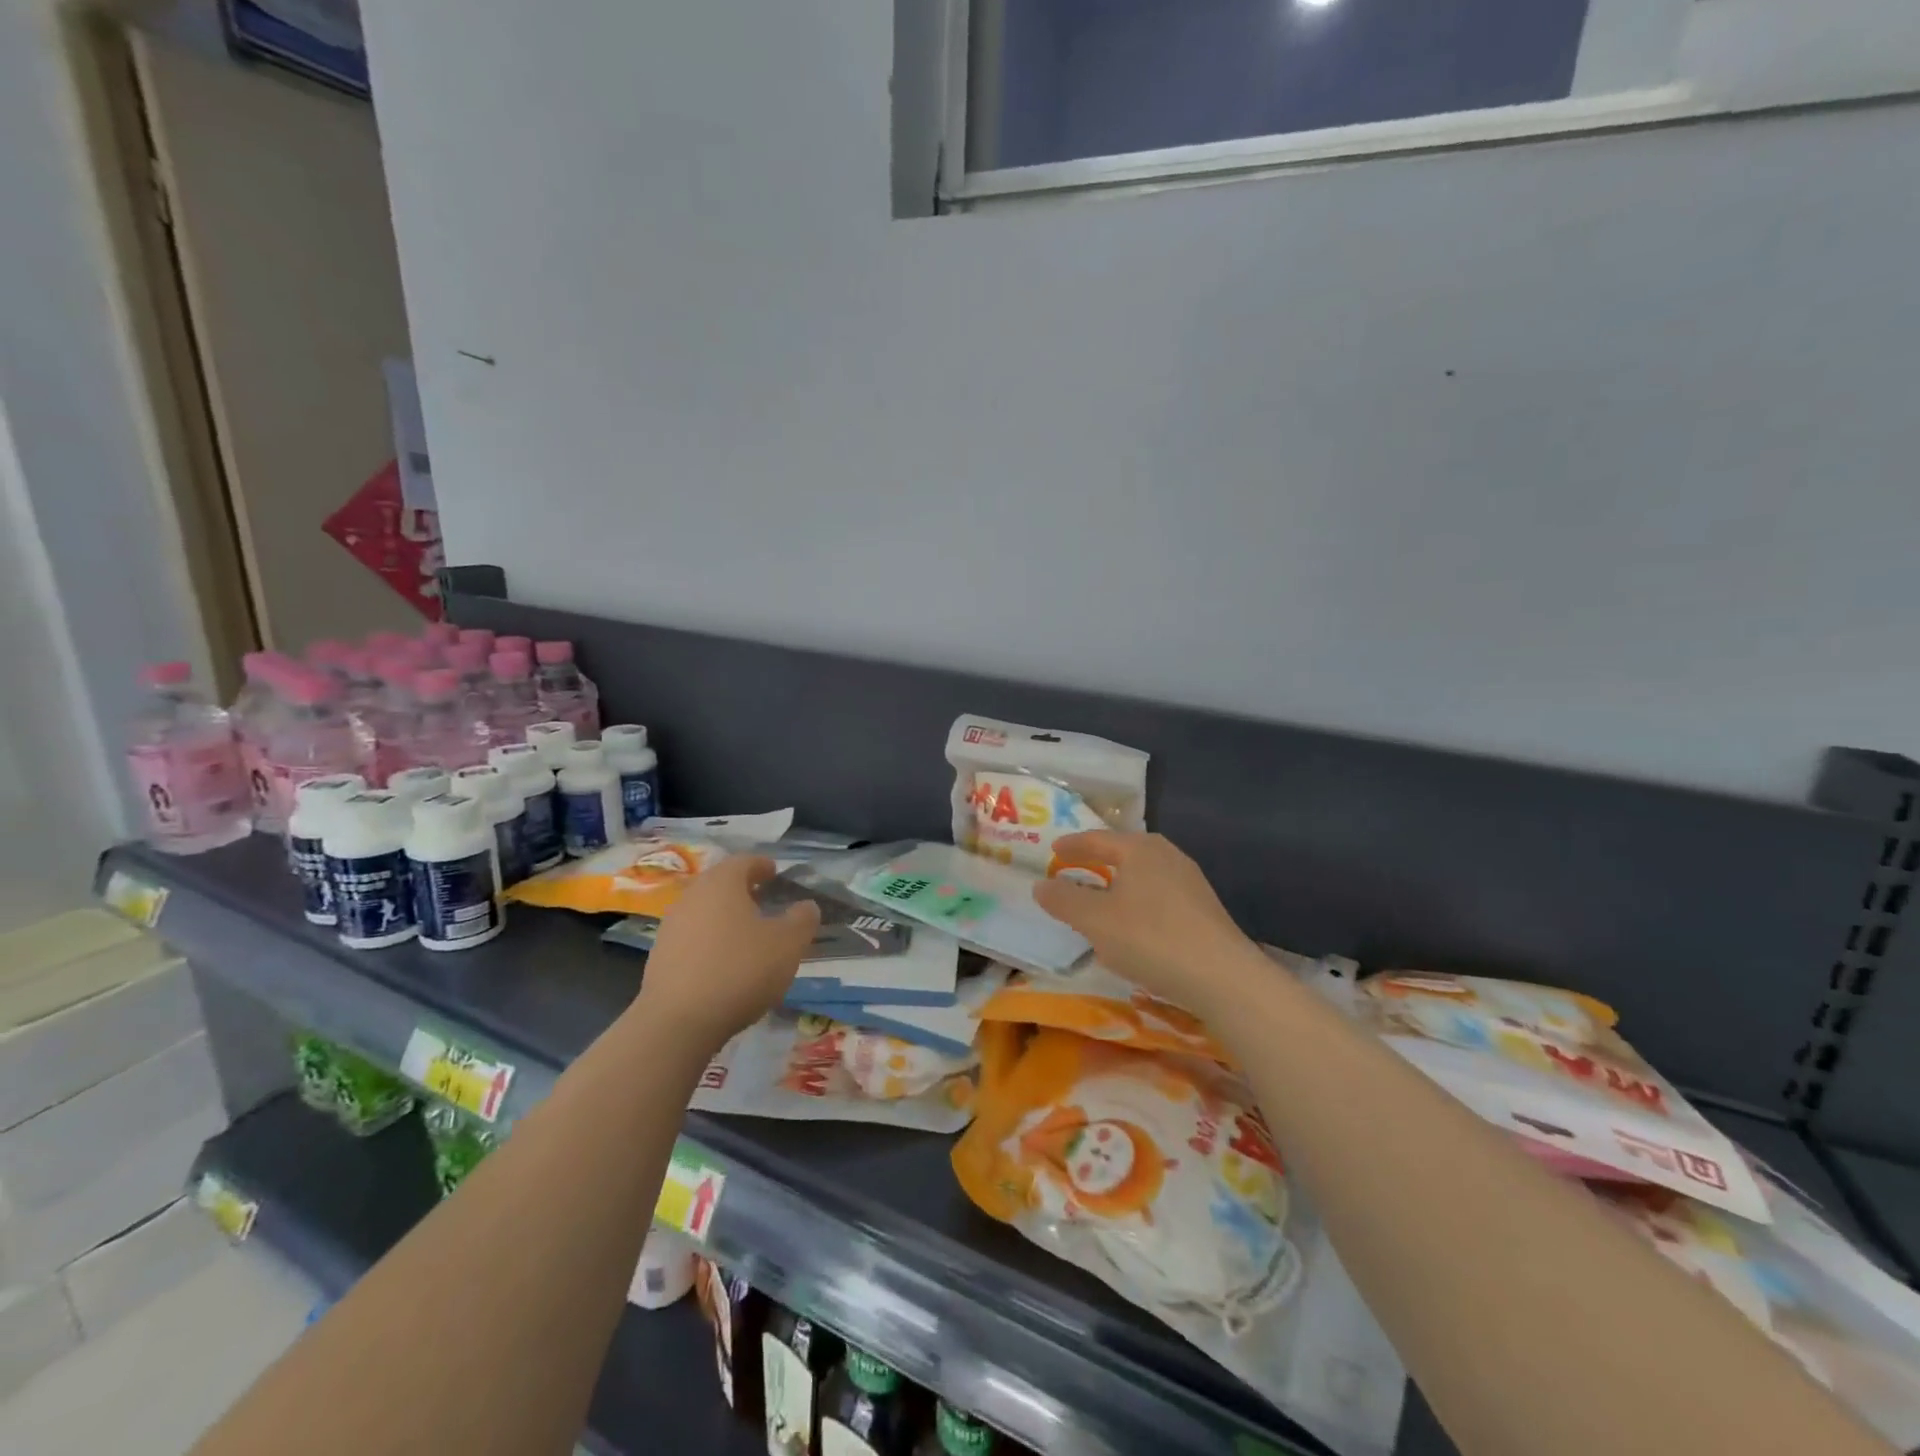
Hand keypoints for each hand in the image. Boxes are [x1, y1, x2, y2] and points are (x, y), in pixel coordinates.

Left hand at [634, 855, 819, 1051]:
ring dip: (725, 916)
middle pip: (719, 884)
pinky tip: (724, 963)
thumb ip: (802, 919)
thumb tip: (806, 906)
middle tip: (763, 900)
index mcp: (722, 883)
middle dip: (742, 890)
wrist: (678, 1023)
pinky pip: (692, 938)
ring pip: (704, 911)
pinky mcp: (660, 957)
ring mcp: (671, 927)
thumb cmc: (740, 970)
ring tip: (746, 934)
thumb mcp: (788, 944)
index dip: (761, 865)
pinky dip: (710, 941)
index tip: (774, 872)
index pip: (743, 861)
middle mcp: (692, 897)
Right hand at [1033, 831, 1257, 1007]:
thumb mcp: (1095, 920)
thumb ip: (1064, 900)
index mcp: (1140, 849)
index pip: (1098, 838)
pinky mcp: (1204, 909)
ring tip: (1101, 896)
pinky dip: (1138, 901)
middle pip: (1124, 851)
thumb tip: (1040, 884)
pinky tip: (1134, 924)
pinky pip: (1159, 895)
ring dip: (1119, 882)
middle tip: (1074, 867)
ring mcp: (1191, 882)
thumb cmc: (1151, 939)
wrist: (1223, 978)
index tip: (1052, 849)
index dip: (1072, 845)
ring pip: (1143, 874)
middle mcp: (1168, 855)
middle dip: (1098, 859)